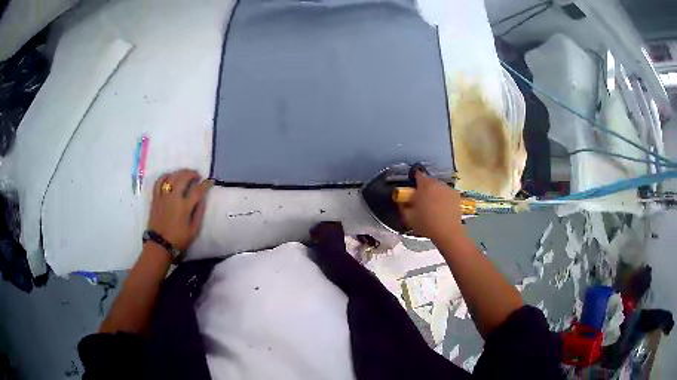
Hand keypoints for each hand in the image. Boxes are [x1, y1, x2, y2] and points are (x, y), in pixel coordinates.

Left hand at [148, 169, 213, 250]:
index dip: (205, 184)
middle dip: (192, 174)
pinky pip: (158, 182)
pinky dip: (165, 176)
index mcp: (184, 207)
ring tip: (185, 174)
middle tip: (197, 175)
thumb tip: (203, 199)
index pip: (197, 190)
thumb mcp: (194, 230)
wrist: (160, 245)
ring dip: (180, 172)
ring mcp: (163, 196)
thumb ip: (199, 212)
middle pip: (183, 178)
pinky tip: (170, 176)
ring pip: (171, 177)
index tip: (210, 181)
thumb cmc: (179, 240)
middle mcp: (173, 198)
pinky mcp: (155, 198)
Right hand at [398, 171, 462, 241]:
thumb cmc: (426, 224)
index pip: (418, 174)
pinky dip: (443, 198)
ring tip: (432, 206)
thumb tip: (402, 200)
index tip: (412, 188)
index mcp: (425, 185)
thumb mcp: (408, 217)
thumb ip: (403, 205)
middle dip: (424, 188)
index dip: (413, 179)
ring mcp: (449, 189)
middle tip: (421, 200)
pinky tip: (442, 209)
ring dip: (434, 192)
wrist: (448, 233)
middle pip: (429, 180)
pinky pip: (446, 193)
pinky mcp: (456, 196)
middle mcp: (438, 183)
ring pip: (438, 187)